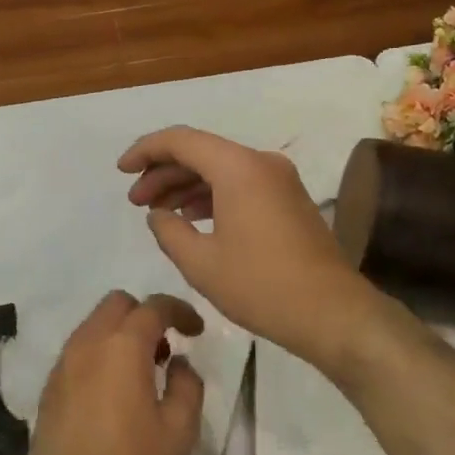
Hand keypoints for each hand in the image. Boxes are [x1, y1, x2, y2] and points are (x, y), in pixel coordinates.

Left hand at [11, 290, 205, 454]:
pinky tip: (113, 394)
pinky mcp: (49, 388)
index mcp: (122, 346)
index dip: (180, 310)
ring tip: (142, 374)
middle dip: (146, 315)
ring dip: (121, 334)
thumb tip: (178, 363)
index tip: (196, 330)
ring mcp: (63, 364)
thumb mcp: (179, 433)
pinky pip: (80, 350)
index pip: (154, 306)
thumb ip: (187, 386)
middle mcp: (88, 343)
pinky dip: (101, 353)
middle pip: (118, 304)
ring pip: (95, 325)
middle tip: (166, 350)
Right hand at [119, 126, 380, 368]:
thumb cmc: (262, 286)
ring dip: (186, 185)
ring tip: (157, 212)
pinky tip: (191, 218)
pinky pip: (240, 183)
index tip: (121, 171)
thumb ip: (168, 231)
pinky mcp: (287, 199)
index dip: (145, 150)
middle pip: (201, 152)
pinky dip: (211, 195)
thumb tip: (158, 214)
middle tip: (135, 200)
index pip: (181, 140)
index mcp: (238, 167)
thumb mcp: (201, 263)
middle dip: (163, 172)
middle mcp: (260, 162)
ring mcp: (278, 179)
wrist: (333, 313)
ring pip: (220, 168)